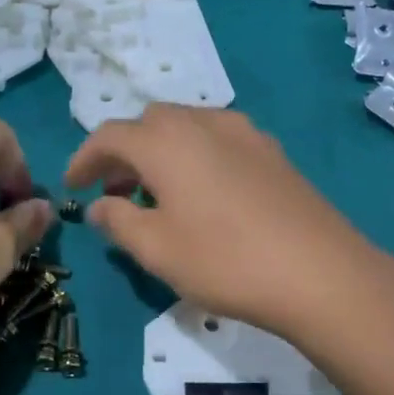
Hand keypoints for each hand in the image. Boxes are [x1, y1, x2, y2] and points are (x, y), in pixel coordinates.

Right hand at [64, 105, 393, 341]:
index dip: (84, 158)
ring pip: (187, 126)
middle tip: (115, 190)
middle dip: (124, 151)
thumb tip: (99, 206)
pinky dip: (196, 154)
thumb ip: (118, 221)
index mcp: (166, 141)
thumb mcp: (157, 249)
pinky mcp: (272, 151)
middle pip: (150, 122)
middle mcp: (203, 122)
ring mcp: (244, 132)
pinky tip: (205, 192)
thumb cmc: (225, 261)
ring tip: (157, 192)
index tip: (73, 186)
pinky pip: (219, 139)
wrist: (320, 272)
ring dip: (161, 150)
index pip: (110, 135)